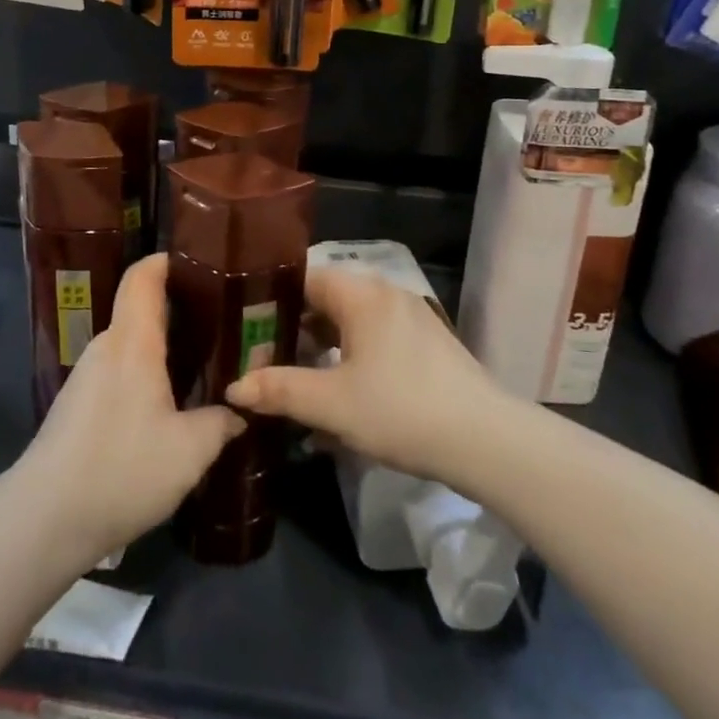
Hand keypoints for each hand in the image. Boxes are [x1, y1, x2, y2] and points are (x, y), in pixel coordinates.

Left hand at [16, 254, 242, 560]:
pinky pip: (120, 370)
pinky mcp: (78, 404)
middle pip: (141, 308)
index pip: (144, 276)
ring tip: (205, 362)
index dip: (169, 260)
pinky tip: (170, 403)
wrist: (44, 520)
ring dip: (166, 347)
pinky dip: (148, 373)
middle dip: (182, 309)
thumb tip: (239, 411)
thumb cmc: (122, 470)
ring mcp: (88, 375)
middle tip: (224, 322)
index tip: (204, 264)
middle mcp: (107, 347)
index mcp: (132, 342)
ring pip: (132, 344)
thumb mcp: (190, 451)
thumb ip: (221, 422)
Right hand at [225, 264, 499, 481]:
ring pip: (350, 324)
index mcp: (361, 294)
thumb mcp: (331, 404)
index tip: (244, 326)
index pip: (304, 278)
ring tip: (295, 384)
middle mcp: (385, 294)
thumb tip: (233, 387)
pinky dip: (350, 361)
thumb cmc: (400, 410)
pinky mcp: (426, 345)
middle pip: (326, 301)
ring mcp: (410, 319)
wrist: (485, 440)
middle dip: (293, 331)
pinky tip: (338, 400)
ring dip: (321, 351)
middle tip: (262, 359)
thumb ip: (279, 390)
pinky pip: (374, 341)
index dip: (270, 300)